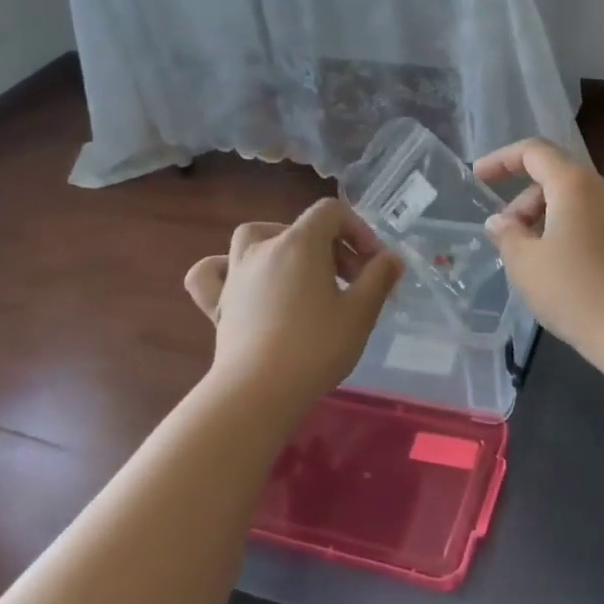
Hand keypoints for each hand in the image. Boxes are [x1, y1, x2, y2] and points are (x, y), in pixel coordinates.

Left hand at [185, 200, 402, 411]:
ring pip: (254, 238)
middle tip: (354, 283)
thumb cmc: (316, 347)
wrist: (259, 391)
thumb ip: (379, 278)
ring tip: (299, 271)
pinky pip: (213, 272)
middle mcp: (263, 248)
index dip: (359, 231)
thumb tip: (391, 258)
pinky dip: (227, 270)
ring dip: (280, 245)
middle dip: (333, 248)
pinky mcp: (217, 302)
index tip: (375, 265)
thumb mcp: (360, 313)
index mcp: (300, 243)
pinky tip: (241, 283)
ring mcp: (235, 274)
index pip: (332, 212)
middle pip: (301, 228)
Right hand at [475, 139, 603, 366]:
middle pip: (556, 177)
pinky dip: (568, 229)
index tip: (479, 178)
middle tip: (506, 238)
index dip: (502, 160)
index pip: (534, 152)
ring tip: (530, 257)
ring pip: (575, 200)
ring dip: (545, 218)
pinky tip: (558, 264)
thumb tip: (500, 222)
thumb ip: (506, 234)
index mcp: (575, 184)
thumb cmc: (573, 290)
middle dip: (523, 201)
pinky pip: (593, 218)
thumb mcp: (525, 263)